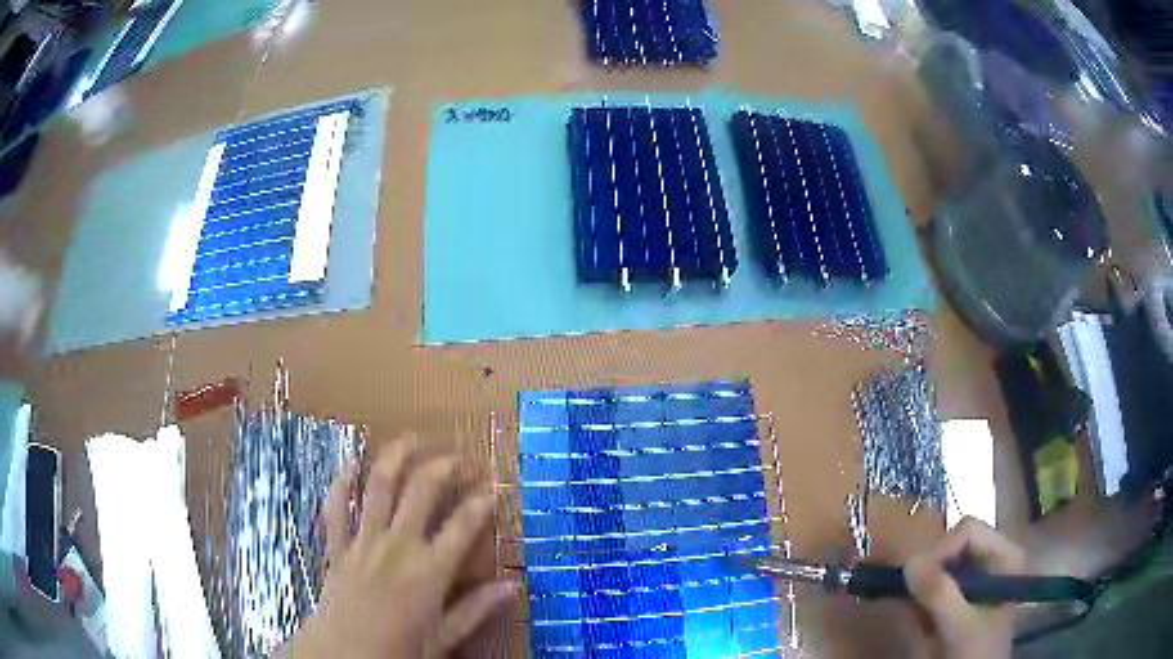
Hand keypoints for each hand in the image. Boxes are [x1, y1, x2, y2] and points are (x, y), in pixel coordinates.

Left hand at [285, 436, 516, 657]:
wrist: (342, 655)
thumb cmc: (398, 651)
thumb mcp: (444, 638)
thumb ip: (477, 609)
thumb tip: (514, 586)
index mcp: (429, 571)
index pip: (463, 525)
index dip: (482, 501)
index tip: (496, 486)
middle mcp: (397, 546)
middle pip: (421, 490)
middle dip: (444, 466)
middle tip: (460, 457)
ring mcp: (363, 541)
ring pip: (378, 486)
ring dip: (395, 458)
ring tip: (411, 440)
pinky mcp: (337, 546)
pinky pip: (336, 507)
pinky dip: (342, 483)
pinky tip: (349, 463)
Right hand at [904, 517, 1024, 658]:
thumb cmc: (977, 652)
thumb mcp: (961, 626)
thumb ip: (940, 595)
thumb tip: (909, 562)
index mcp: (1004, 556)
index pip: (969, 531)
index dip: (941, 549)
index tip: (914, 578)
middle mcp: (991, 559)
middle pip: (954, 543)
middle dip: (929, 566)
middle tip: (909, 593)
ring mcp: (974, 578)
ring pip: (941, 562)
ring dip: (921, 582)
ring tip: (911, 605)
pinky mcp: (958, 596)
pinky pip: (933, 582)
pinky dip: (919, 595)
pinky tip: (915, 614)